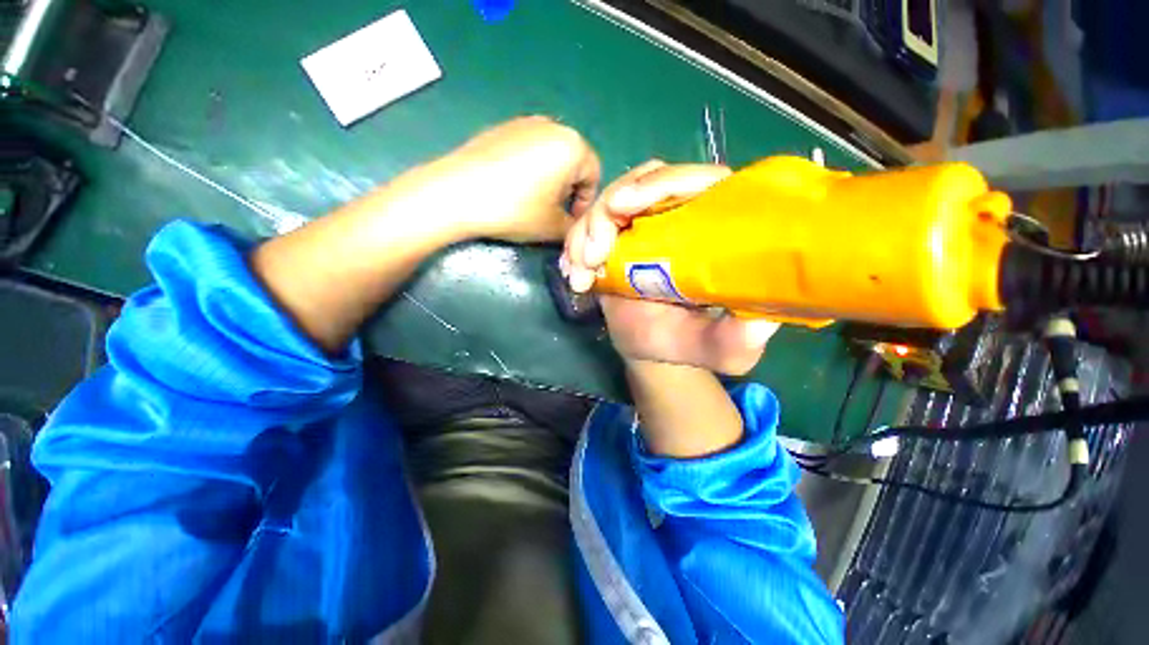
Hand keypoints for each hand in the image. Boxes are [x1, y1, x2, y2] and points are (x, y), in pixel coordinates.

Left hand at [420, 116, 600, 242]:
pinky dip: (529, 169)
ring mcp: (523, 123)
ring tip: (532, 202)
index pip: (593, 176)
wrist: (457, 193)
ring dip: (550, 180)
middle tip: (553, 213)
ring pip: (550, 155)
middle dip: (568, 190)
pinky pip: (527, 149)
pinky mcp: (500, 128)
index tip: (571, 222)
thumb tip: (574, 227)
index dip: (585, 203)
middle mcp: (552, 126)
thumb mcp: (553, 227)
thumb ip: (574, 228)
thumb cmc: (515, 209)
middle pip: (572, 163)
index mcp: (573, 146)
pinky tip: (512, 188)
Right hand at [561, 161, 778, 374]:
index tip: (625, 208)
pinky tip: (574, 276)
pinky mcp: (616, 238)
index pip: (699, 182)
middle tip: (591, 253)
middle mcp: (678, 217)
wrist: (649, 348)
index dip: (664, 183)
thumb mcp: (724, 350)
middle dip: (608, 212)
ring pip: (610, 201)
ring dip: (586, 232)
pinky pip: (590, 226)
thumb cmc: (687, 343)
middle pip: (644, 182)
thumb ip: (740, 339)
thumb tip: (760, 319)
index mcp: (713, 229)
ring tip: (581, 274)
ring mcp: (643, 225)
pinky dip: (574, 246)